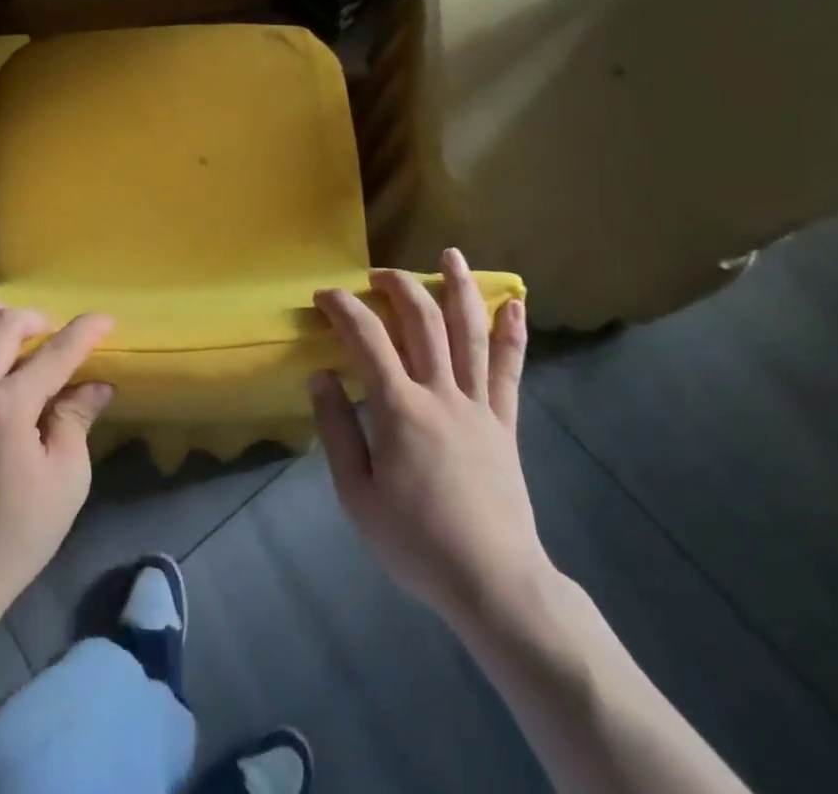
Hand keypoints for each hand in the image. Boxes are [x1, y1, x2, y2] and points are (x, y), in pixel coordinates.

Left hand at [0, 307, 113, 601]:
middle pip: (2, 327)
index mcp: (10, 404)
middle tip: (51, 330)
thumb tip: (95, 385)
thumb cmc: (18, 531)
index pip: (56, 352)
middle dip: (34, 318)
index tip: (105, 319)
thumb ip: (76, 420)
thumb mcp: (66, 479)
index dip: (85, 331)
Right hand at [310, 251, 549, 631]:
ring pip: (469, 333)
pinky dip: (513, 334)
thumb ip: (337, 430)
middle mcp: (441, 393)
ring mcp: (479, 405)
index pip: (367, 339)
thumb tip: (321, 375)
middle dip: (396, 286)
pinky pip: (510, 370)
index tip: (324, 296)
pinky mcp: (505, 423)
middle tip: (376, 274)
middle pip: (421, 322)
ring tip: (450, 254)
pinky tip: (515, 303)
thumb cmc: (416, 542)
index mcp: (400, 409)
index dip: (343, 308)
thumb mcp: (357, 495)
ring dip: (459, 288)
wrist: (493, 583)